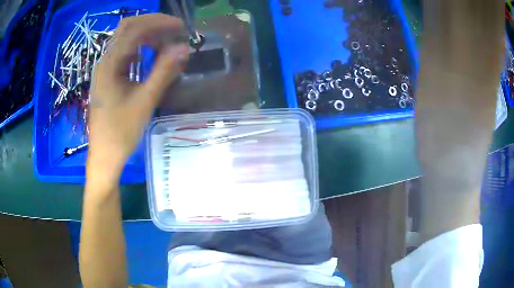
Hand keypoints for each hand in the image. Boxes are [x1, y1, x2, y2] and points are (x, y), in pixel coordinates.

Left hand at [87, 13, 188, 182]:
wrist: (105, 155)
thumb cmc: (121, 132)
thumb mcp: (145, 101)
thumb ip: (164, 71)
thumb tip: (185, 47)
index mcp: (110, 64)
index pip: (135, 29)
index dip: (159, 23)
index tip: (181, 27)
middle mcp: (105, 60)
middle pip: (128, 28)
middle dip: (153, 24)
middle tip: (175, 31)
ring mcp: (106, 68)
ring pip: (126, 39)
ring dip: (148, 35)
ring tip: (167, 42)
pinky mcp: (109, 76)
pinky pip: (125, 52)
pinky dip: (141, 47)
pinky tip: (151, 55)